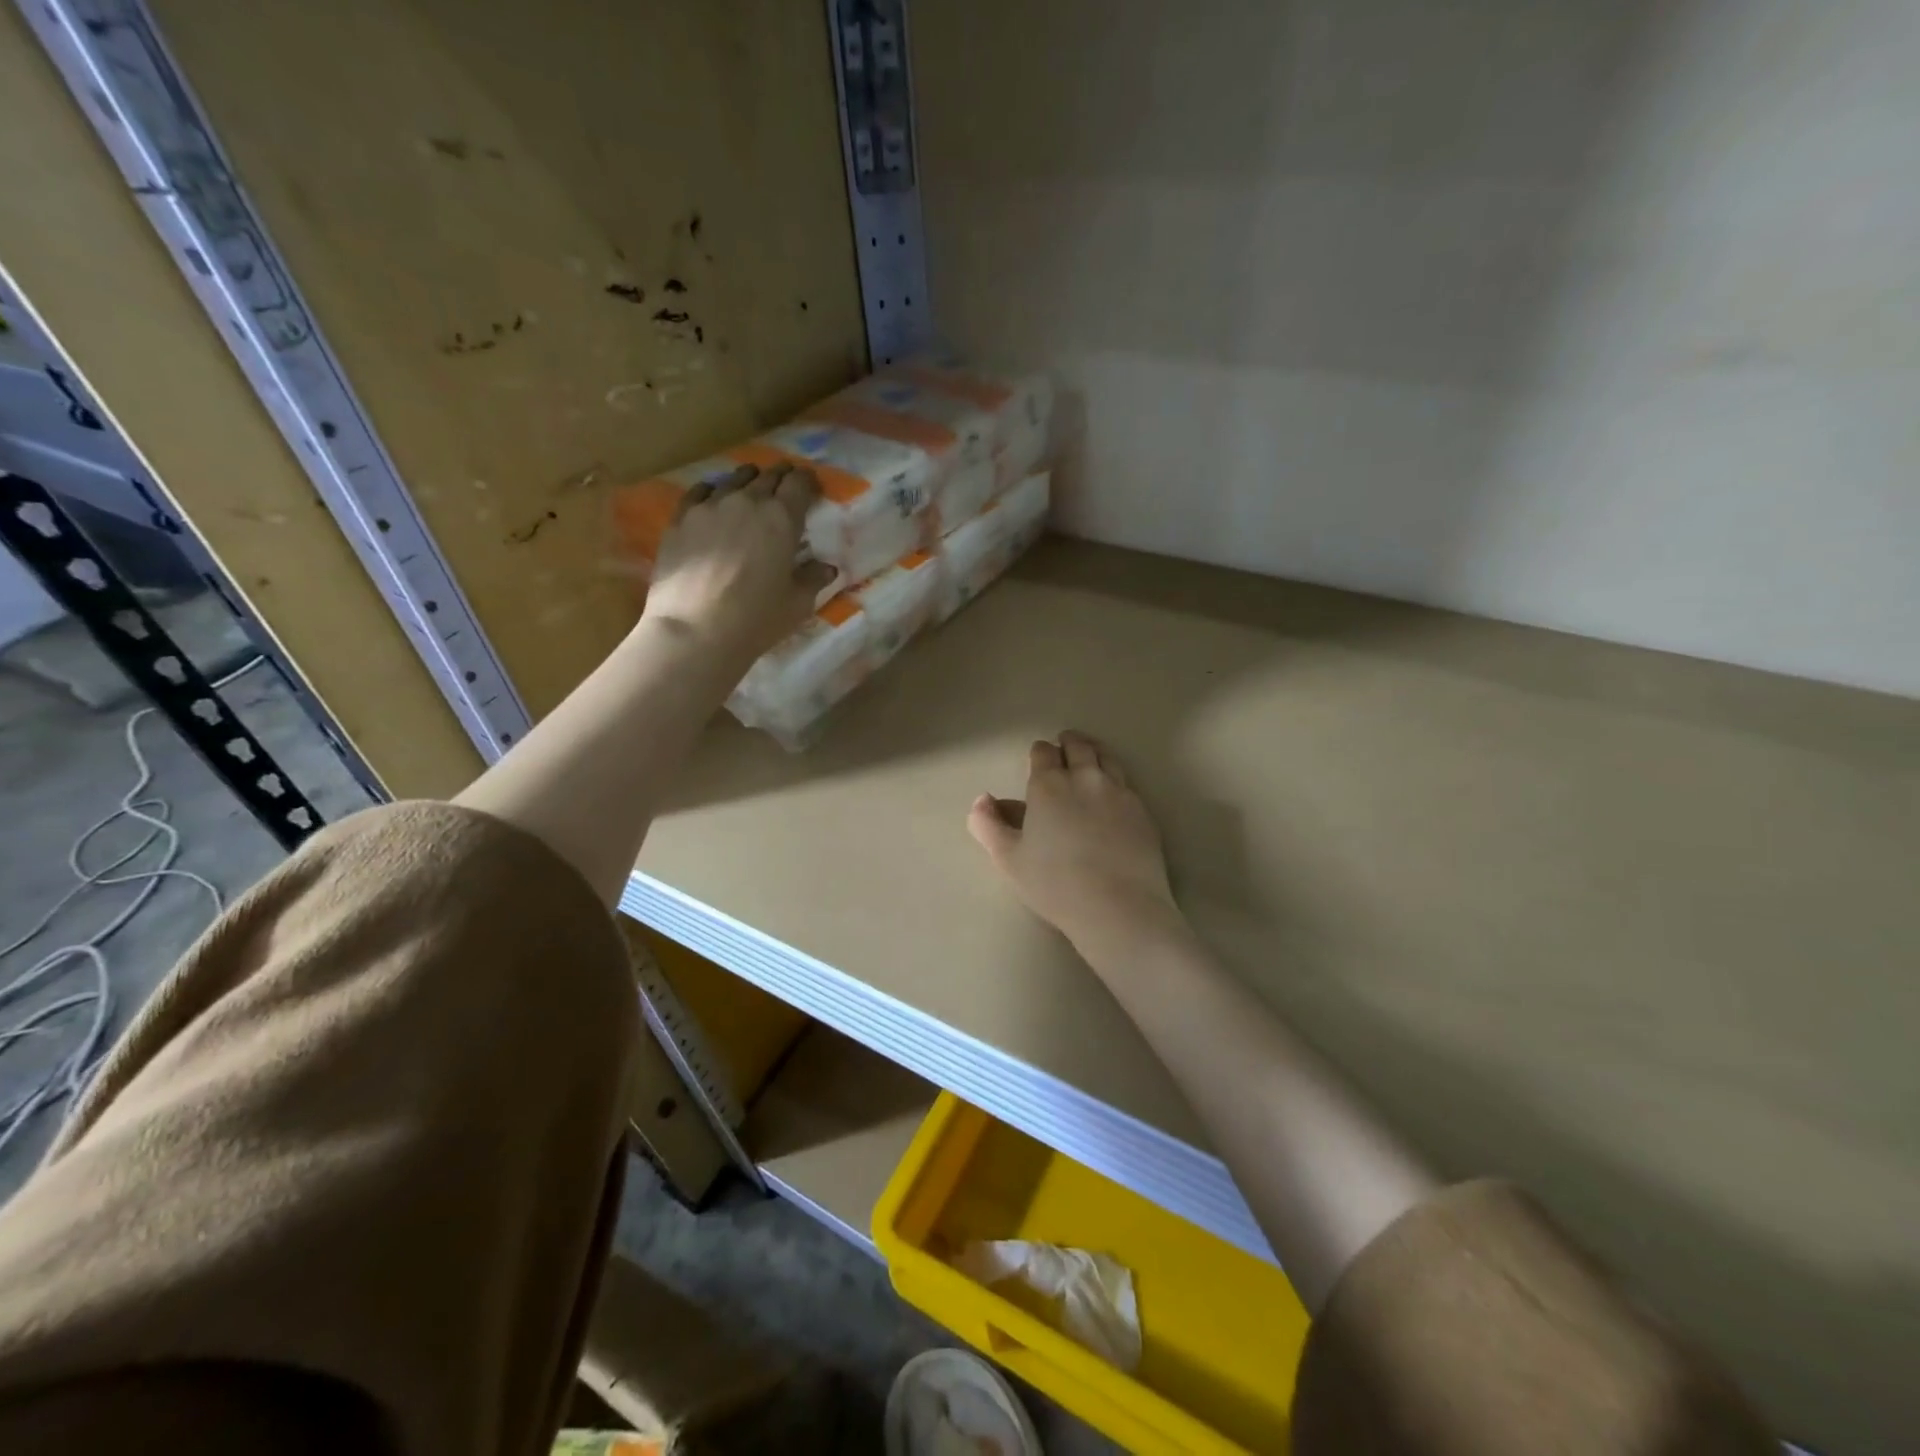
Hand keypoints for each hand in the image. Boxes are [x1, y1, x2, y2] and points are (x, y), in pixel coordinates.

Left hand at [640, 463, 837, 663]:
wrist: (694, 629)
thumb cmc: (755, 619)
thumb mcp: (797, 604)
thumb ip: (812, 579)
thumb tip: (825, 567)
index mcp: (782, 519)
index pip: (800, 484)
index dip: (808, 482)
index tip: (812, 488)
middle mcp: (747, 502)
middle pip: (768, 477)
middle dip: (781, 478)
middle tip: (786, 486)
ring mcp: (710, 506)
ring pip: (734, 480)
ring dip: (748, 480)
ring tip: (752, 487)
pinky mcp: (680, 518)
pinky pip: (699, 492)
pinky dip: (712, 491)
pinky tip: (712, 497)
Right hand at [968, 730, 1185, 960]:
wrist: (1118, 907)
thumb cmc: (1054, 884)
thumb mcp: (1008, 859)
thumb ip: (989, 825)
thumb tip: (982, 799)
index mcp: (1048, 785)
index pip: (1043, 752)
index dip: (1039, 753)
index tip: (1038, 758)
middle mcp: (1085, 778)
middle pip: (1078, 746)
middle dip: (1068, 743)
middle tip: (1064, 746)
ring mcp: (1118, 792)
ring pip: (1106, 758)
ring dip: (1094, 752)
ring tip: (1090, 757)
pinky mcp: (1142, 810)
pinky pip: (1127, 783)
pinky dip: (1115, 780)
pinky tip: (1113, 794)